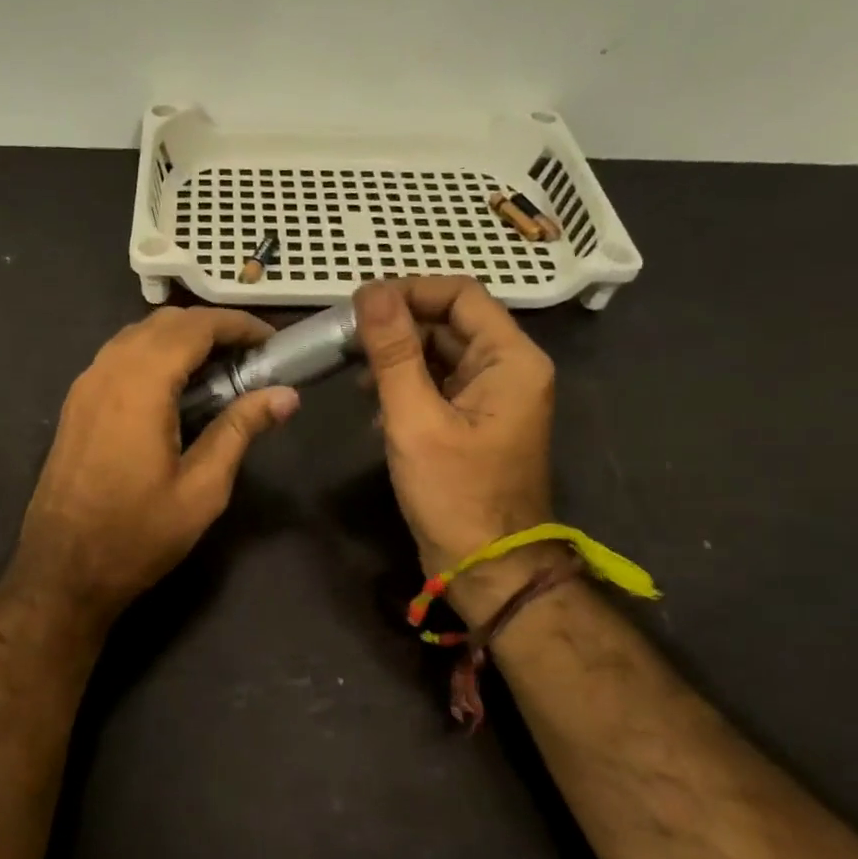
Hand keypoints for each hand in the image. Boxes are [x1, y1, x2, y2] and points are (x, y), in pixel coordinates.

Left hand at [15, 306, 299, 618]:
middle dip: (211, 327)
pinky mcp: (76, 404)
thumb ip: (240, 431)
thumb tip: (286, 396)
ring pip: (137, 335)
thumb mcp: (201, 490)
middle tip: (251, 356)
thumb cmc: (137, 535)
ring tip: (220, 369)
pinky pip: (118, 357)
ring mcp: (85, 386)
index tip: (271, 341)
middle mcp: (107, 372)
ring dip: (180, 338)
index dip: (237, 325)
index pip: (194, 328)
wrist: (63, 570)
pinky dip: (153, 354)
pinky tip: (176, 388)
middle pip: (164, 323)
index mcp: (140, 386)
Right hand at [353, 278, 556, 617]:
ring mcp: (493, 397)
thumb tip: (370, 291)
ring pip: (441, 354)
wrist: (486, 567)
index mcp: (510, 359)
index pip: (460, 294)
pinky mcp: (475, 422)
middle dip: (398, 326)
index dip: (410, 291)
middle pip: (450, 322)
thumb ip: (393, 352)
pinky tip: (373, 405)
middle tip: (346, 338)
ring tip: (354, 372)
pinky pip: (440, 385)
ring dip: (398, 356)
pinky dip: (406, 385)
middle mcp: (509, 369)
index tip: (359, 305)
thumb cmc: (454, 494)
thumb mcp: (415, 419)